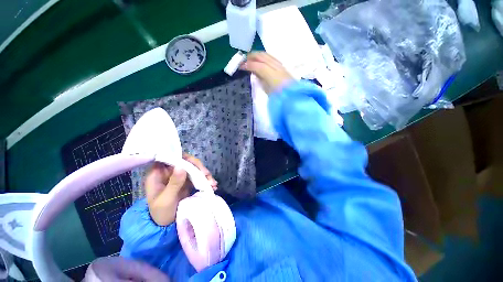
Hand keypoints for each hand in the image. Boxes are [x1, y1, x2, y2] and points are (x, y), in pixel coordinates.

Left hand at [145, 153, 216, 225]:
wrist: (165, 226)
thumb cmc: (160, 214)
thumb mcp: (166, 200)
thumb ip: (173, 183)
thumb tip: (181, 166)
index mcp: (158, 173)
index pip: (170, 157)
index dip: (182, 157)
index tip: (194, 164)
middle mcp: (169, 172)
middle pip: (185, 161)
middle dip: (197, 167)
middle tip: (206, 175)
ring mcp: (179, 176)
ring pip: (193, 168)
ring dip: (204, 174)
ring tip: (212, 183)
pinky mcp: (187, 181)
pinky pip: (197, 176)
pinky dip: (205, 179)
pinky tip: (212, 185)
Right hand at [240, 52, 293, 93]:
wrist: (292, 96)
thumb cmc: (278, 95)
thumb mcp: (267, 89)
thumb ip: (260, 77)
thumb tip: (253, 71)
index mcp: (271, 72)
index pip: (257, 64)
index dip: (247, 64)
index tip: (240, 66)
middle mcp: (275, 65)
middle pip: (261, 56)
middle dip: (251, 56)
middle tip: (243, 61)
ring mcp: (279, 65)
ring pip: (266, 55)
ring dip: (257, 56)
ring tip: (250, 60)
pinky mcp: (282, 66)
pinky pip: (270, 58)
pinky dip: (263, 57)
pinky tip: (260, 62)